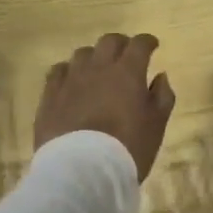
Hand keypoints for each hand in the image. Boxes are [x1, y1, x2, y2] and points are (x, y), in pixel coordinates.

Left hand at [35, 33, 175, 179]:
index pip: (139, 44)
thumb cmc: (128, 147)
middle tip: (126, 56)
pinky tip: (71, 81)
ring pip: (82, 53)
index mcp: (127, 72)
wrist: (83, 170)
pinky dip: (68, 71)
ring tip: (98, 70)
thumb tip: (160, 76)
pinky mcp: (50, 95)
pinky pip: (58, 71)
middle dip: (121, 44)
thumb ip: (162, 96)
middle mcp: (98, 67)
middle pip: (109, 41)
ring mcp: (71, 79)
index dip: (147, 41)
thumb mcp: (157, 124)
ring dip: (94, 57)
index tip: (152, 46)